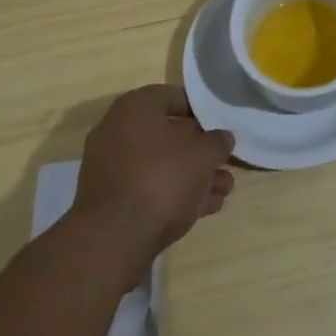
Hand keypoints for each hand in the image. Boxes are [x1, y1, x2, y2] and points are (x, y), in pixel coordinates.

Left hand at [72, 86, 236, 262]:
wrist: (113, 238)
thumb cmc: (161, 178)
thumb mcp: (203, 154)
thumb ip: (217, 142)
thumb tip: (222, 138)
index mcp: (135, 107)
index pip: (174, 97)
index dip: (202, 111)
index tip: (220, 128)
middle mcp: (118, 130)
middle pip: (168, 135)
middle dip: (200, 152)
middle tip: (225, 164)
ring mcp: (111, 167)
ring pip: (161, 165)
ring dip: (193, 176)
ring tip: (223, 191)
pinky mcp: (111, 200)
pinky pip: (148, 187)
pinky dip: (174, 194)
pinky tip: (204, 208)